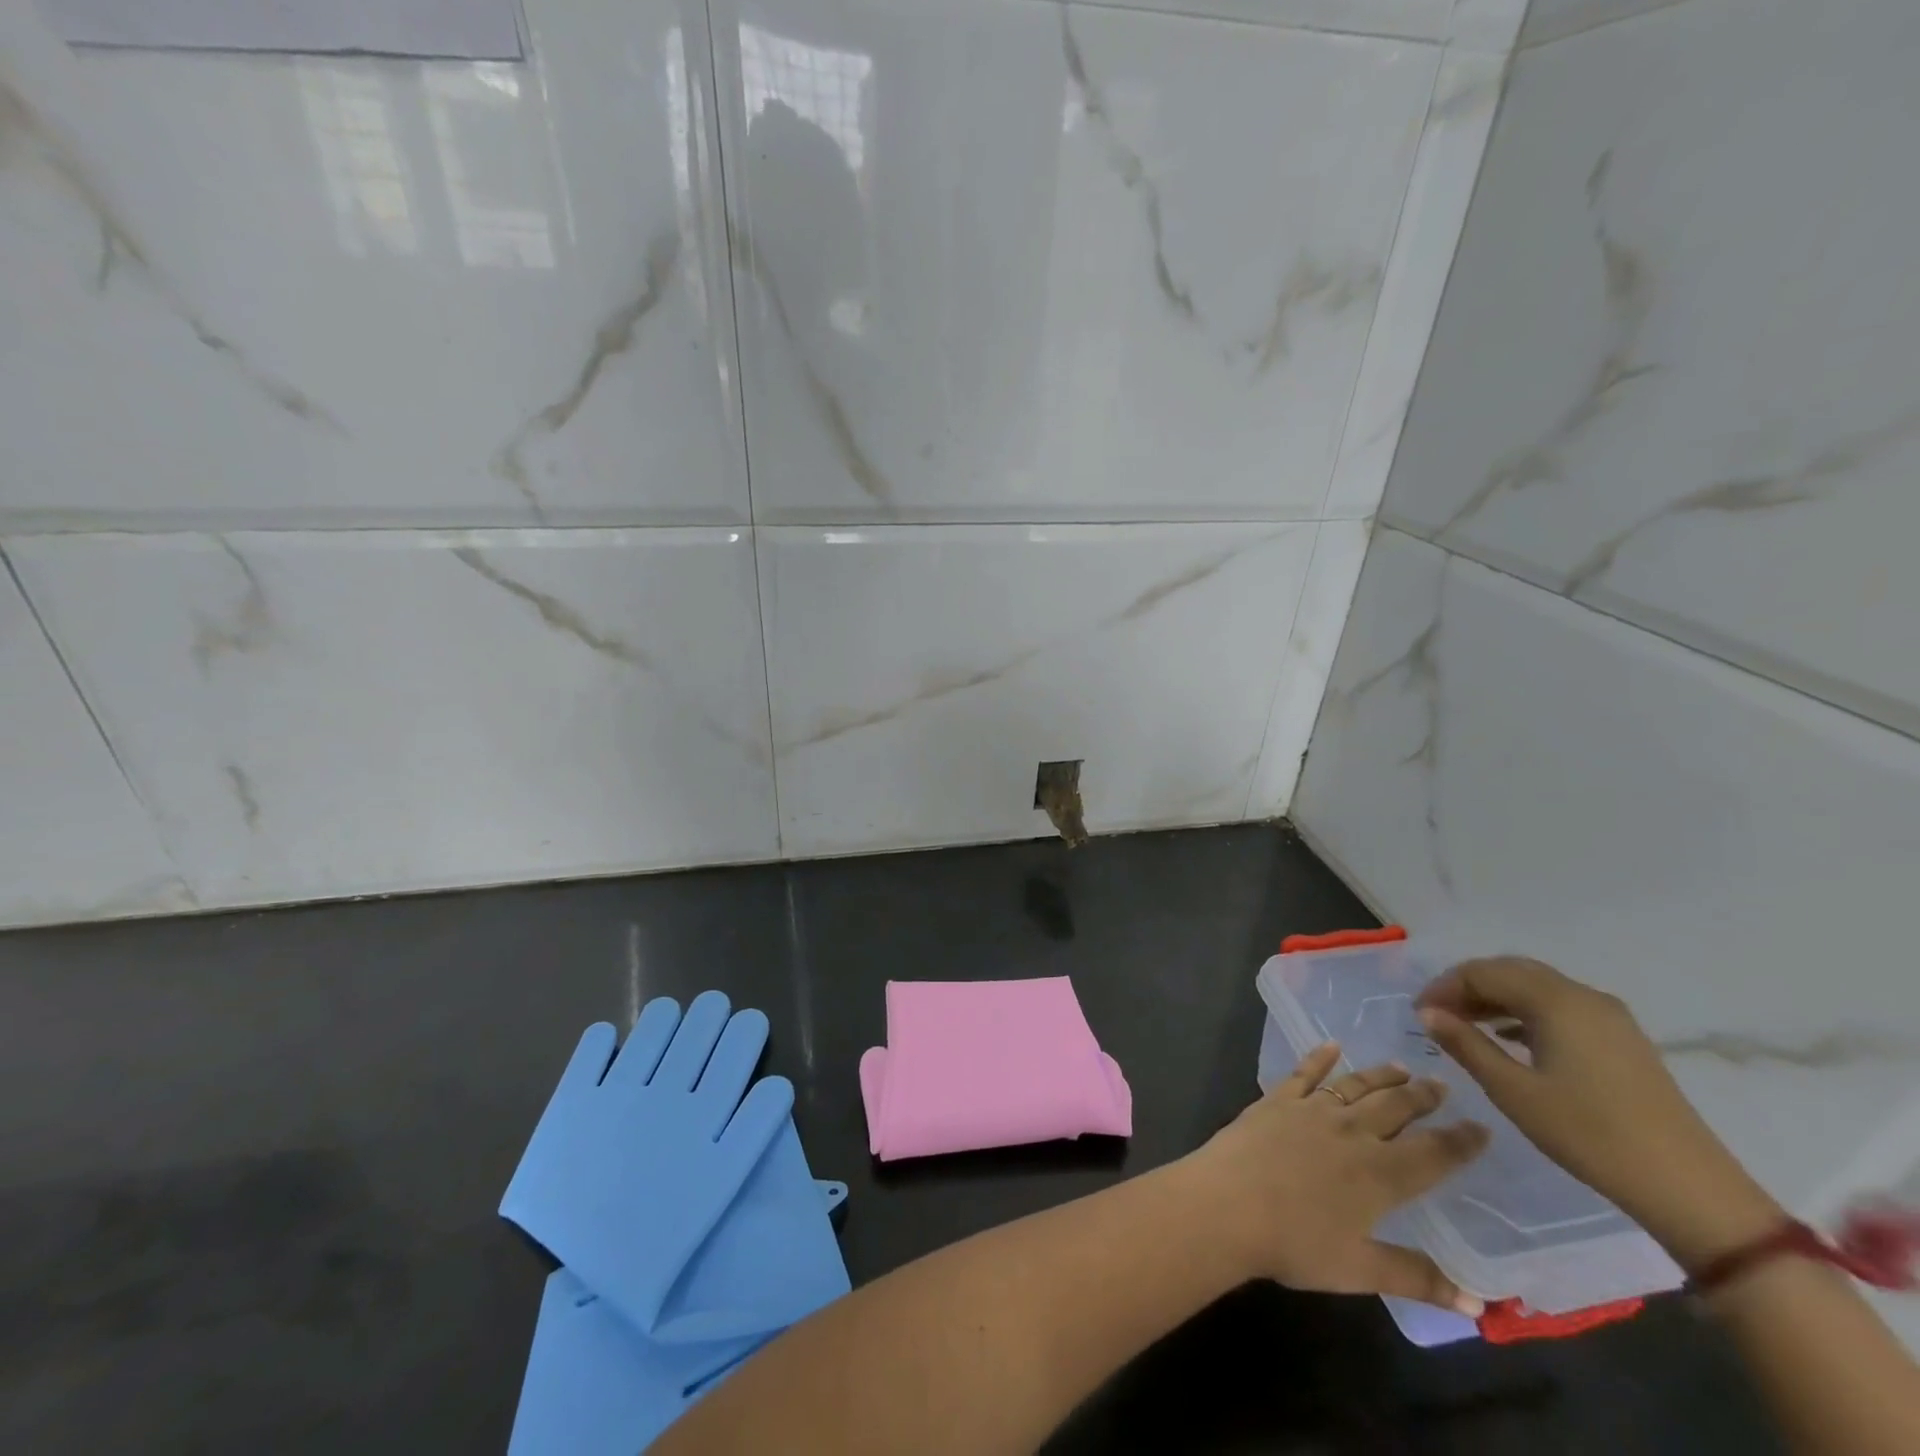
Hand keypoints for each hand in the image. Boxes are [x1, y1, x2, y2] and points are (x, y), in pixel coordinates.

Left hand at [1184, 1045, 1488, 1315]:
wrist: (1227, 1204)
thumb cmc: (1295, 1243)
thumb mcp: (1361, 1271)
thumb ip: (1418, 1279)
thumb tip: (1480, 1304)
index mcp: (1380, 1175)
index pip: (1433, 1154)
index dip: (1461, 1141)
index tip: (1482, 1126)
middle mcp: (1351, 1132)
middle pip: (1396, 1109)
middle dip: (1422, 1097)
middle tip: (1442, 1084)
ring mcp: (1311, 1110)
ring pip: (1355, 1086)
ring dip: (1381, 1076)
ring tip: (1402, 1067)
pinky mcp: (1276, 1100)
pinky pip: (1303, 1073)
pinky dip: (1319, 1057)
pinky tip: (1331, 1045)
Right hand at [1416, 956, 1783, 1269]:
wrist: (1687, 1188)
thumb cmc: (1588, 1134)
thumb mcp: (1513, 1091)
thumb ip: (1465, 1044)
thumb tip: (1427, 1013)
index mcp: (1556, 1000)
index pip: (1483, 972)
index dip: (1445, 987)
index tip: (1419, 1014)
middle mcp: (1583, 995)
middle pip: (1511, 972)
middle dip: (1469, 987)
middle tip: (1438, 1015)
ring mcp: (1609, 1017)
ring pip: (1537, 988)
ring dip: (1496, 998)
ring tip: (1466, 1026)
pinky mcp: (1622, 1039)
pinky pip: (1560, 1007)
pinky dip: (1525, 1012)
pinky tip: (1510, 1038)